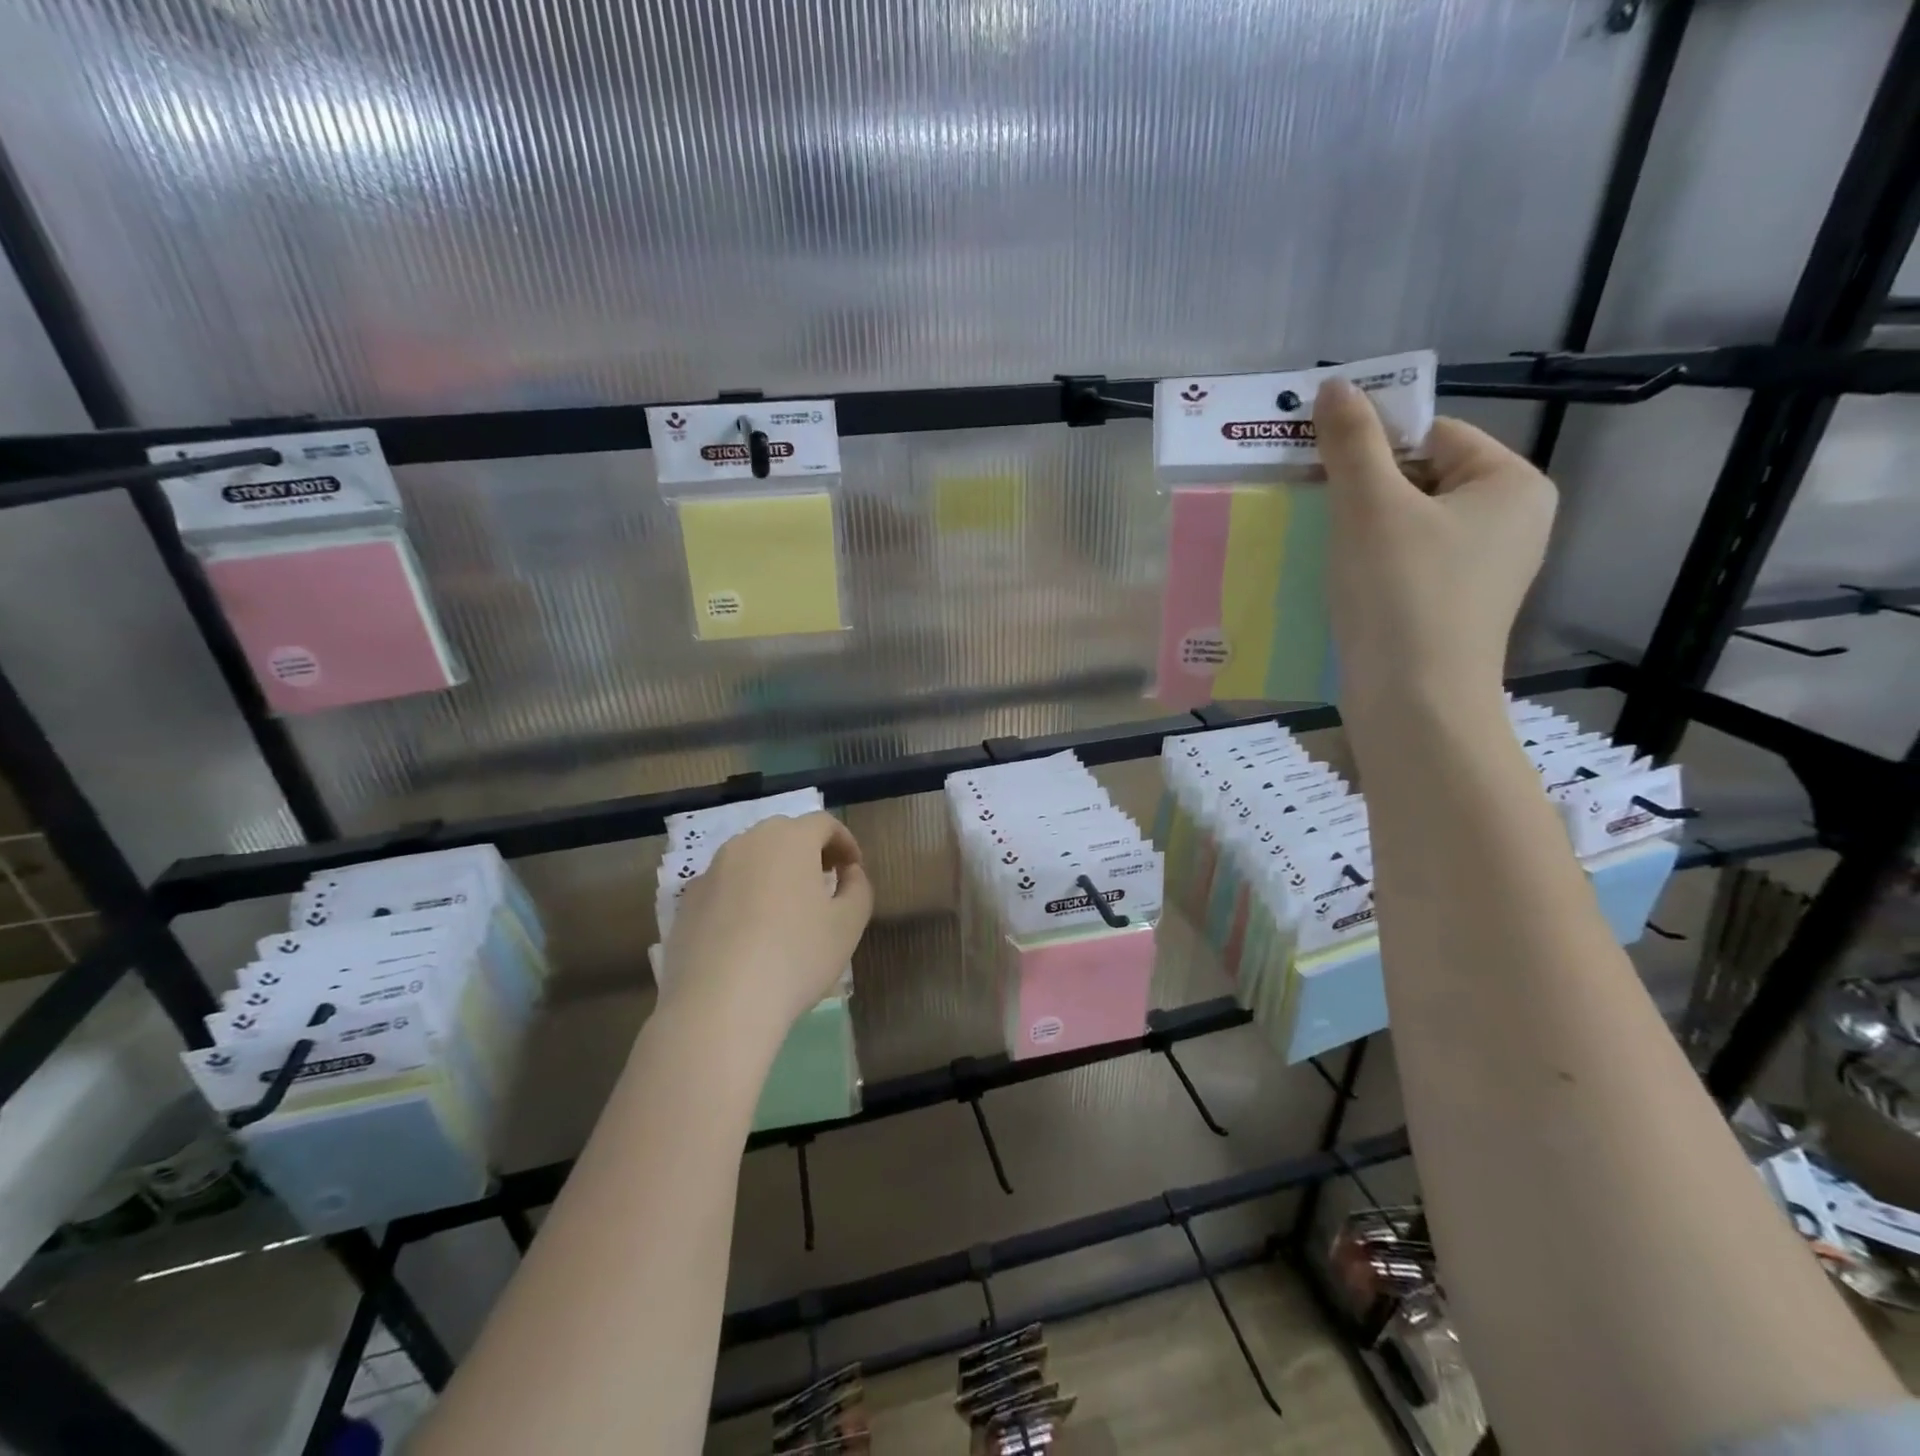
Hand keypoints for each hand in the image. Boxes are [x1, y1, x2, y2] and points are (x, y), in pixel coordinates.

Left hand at [660, 813, 873, 1044]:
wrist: (718, 1005)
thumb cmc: (796, 956)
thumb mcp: (848, 924)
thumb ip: (858, 888)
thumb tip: (849, 871)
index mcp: (790, 839)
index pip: (824, 823)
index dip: (845, 842)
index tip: (853, 869)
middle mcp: (747, 843)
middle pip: (785, 834)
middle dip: (809, 851)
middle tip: (824, 882)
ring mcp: (711, 871)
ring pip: (751, 857)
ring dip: (774, 871)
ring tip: (787, 908)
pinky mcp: (687, 902)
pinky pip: (725, 885)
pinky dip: (743, 894)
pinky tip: (749, 932)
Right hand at [1313, 378, 1556, 713]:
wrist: (1413, 703)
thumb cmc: (1401, 595)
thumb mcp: (1370, 508)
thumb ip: (1352, 443)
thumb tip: (1335, 386)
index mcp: (1510, 484)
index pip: (1434, 434)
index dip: (1372, 441)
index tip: (1316, 462)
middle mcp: (1510, 521)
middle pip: (1421, 479)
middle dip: (1361, 487)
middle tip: (1308, 499)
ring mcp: (1484, 570)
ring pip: (1408, 525)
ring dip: (1357, 526)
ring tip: (1314, 538)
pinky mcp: (1452, 608)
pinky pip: (1406, 563)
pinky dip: (1368, 562)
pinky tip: (1334, 576)